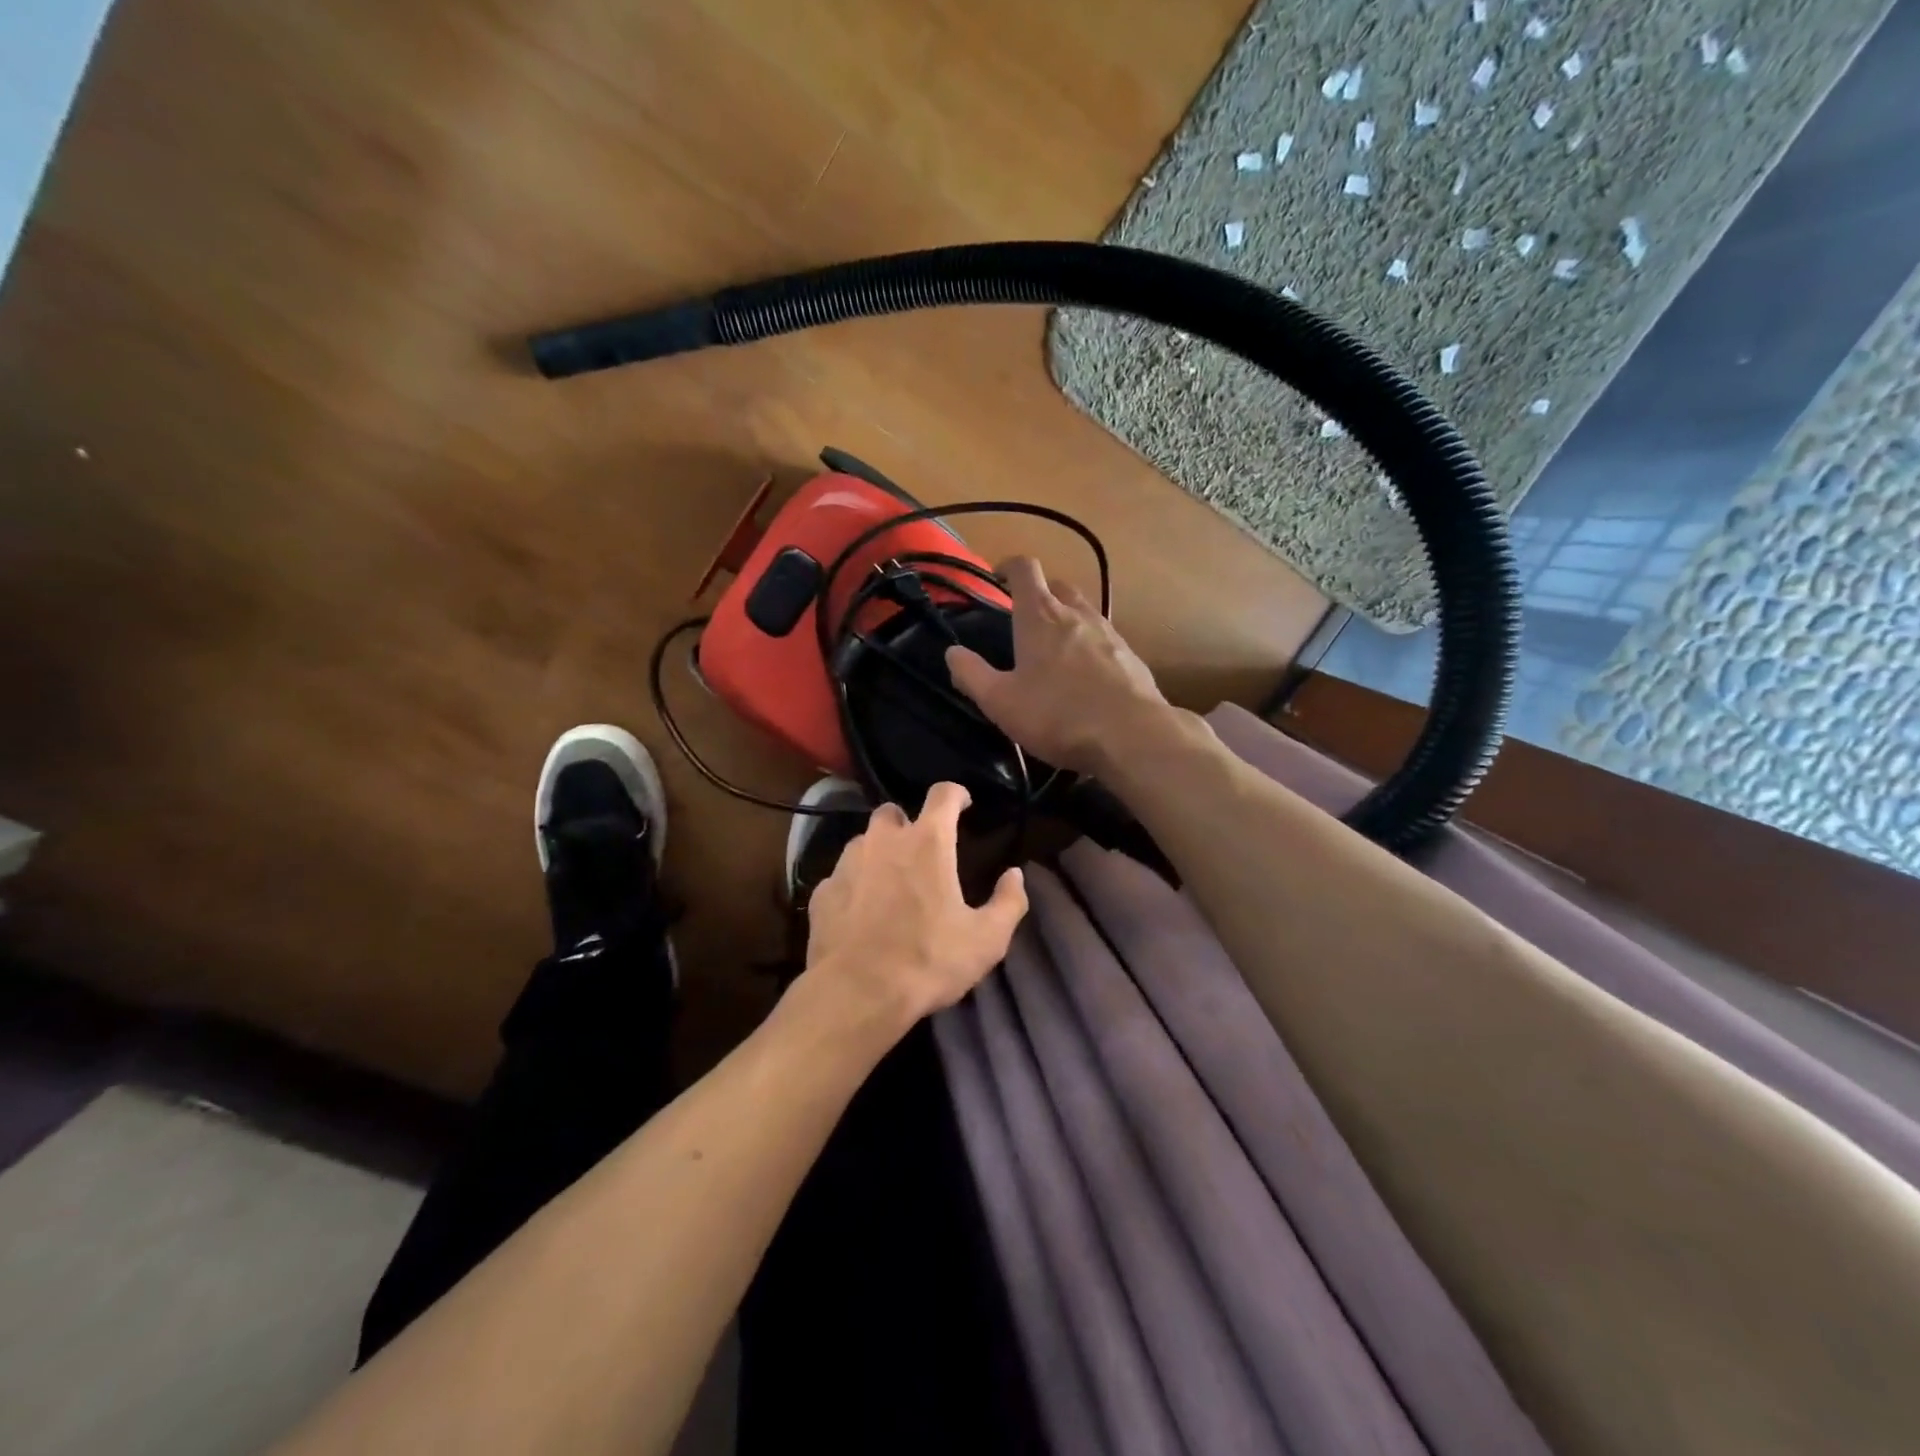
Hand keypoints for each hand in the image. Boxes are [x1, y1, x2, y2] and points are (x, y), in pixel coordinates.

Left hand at [803, 782, 1028, 1031]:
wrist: (857, 993)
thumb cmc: (928, 960)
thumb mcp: (987, 939)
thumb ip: (1009, 902)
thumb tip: (1015, 875)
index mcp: (928, 842)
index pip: (943, 794)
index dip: (956, 794)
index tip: (963, 803)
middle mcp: (884, 841)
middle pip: (893, 812)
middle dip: (907, 823)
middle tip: (921, 851)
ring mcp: (847, 864)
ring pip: (864, 842)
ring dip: (878, 853)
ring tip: (890, 882)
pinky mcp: (823, 891)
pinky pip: (841, 876)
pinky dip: (854, 885)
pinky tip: (861, 912)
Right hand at [944, 556, 1168, 775]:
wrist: (1131, 734)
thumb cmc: (1057, 715)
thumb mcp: (1001, 702)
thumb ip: (972, 675)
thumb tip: (952, 652)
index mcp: (1040, 615)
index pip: (1025, 569)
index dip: (1008, 566)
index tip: (998, 577)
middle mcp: (1076, 613)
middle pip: (1057, 586)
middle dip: (1039, 594)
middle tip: (1024, 619)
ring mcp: (1109, 632)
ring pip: (1083, 611)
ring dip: (1066, 620)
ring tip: (1054, 650)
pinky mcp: (1131, 656)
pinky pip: (1104, 638)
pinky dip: (1089, 646)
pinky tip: (1086, 676)